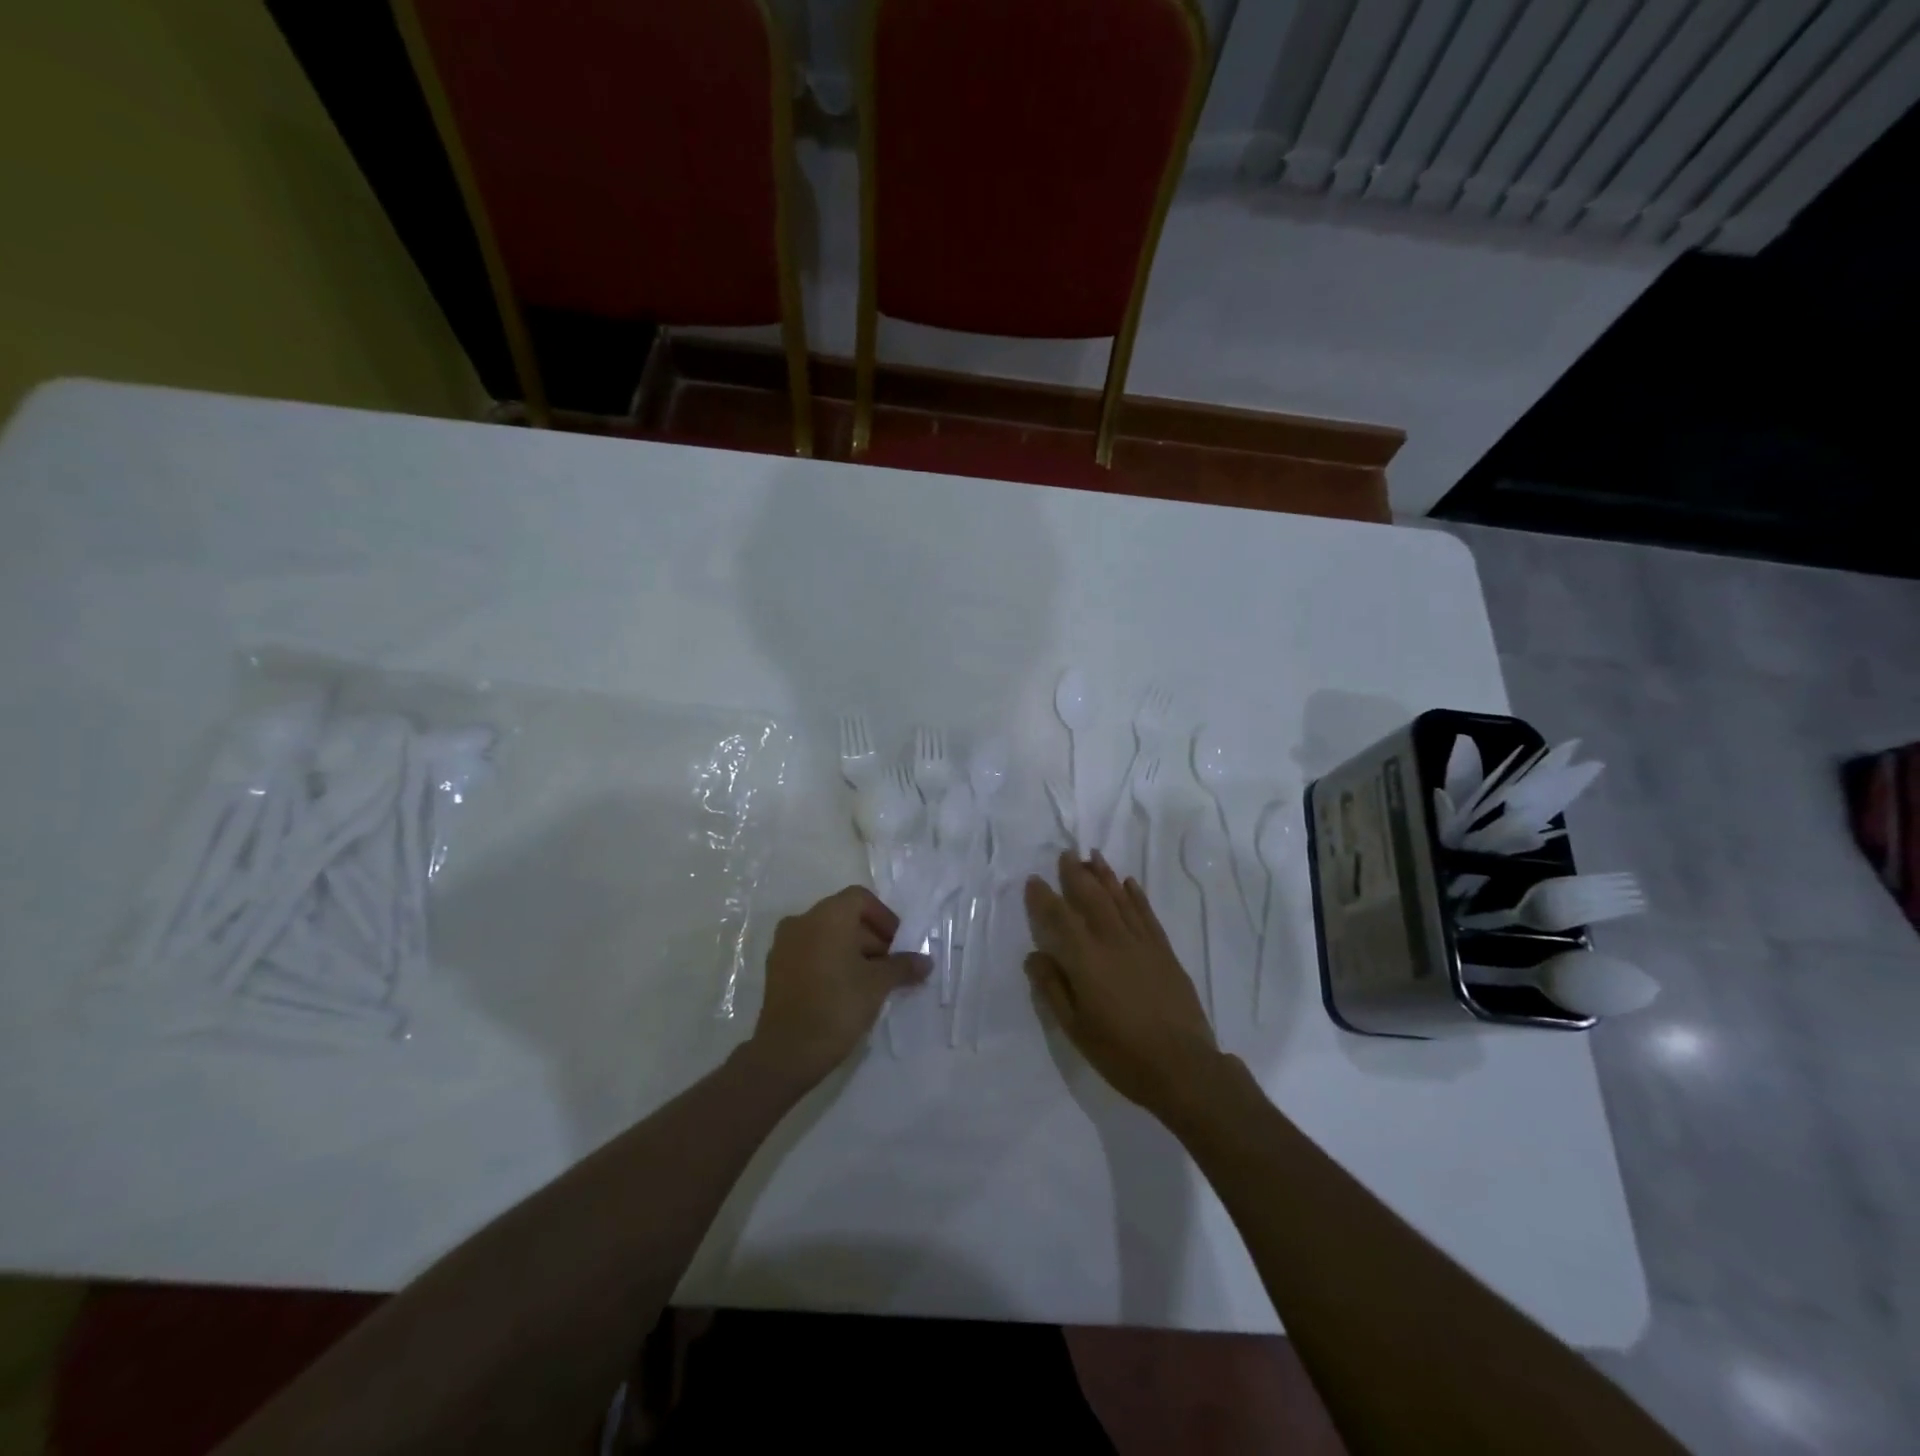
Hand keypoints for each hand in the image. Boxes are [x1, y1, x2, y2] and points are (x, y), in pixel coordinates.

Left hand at [750, 886, 929, 1086]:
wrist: (786, 1051)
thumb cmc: (837, 1006)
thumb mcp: (878, 985)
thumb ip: (903, 966)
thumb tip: (926, 962)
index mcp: (827, 916)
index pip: (861, 899)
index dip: (884, 918)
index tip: (898, 945)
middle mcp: (802, 921)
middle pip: (844, 916)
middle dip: (871, 938)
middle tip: (890, 967)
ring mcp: (784, 944)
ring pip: (826, 935)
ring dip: (852, 950)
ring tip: (870, 982)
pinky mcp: (776, 968)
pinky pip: (810, 952)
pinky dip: (830, 961)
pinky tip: (845, 990)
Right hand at [1024, 851, 1222, 1119]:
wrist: (1182, 1067)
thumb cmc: (1121, 1053)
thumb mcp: (1076, 1028)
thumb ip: (1053, 988)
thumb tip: (1034, 955)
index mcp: (1086, 960)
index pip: (1060, 918)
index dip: (1045, 897)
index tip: (1034, 880)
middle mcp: (1113, 942)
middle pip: (1092, 898)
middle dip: (1077, 874)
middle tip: (1067, 853)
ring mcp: (1142, 944)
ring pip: (1120, 899)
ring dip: (1105, 876)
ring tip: (1094, 856)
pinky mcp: (1165, 952)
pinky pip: (1147, 914)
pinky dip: (1136, 896)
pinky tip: (1129, 883)